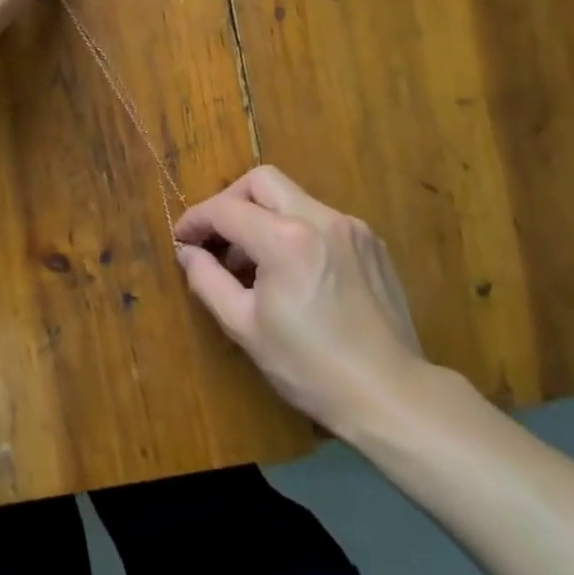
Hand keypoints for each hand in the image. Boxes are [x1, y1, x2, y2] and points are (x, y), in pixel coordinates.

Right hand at [175, 166, 433, 439]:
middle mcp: (320, 218)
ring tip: (254, 262)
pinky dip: (296, 231)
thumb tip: (188, 252)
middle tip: (217, 237)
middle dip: (230, 201)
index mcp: (285, 239)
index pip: (226, 209)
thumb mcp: (244, 327)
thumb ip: (207, 280)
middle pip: (261, 180)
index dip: (196, 219)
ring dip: (264, 217)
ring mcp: (351, 227)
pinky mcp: (371, 243)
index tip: (182, 238)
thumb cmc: (309, 366)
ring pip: (293, 197)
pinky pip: (321, 219)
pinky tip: (294, 272)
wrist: (391, 394)